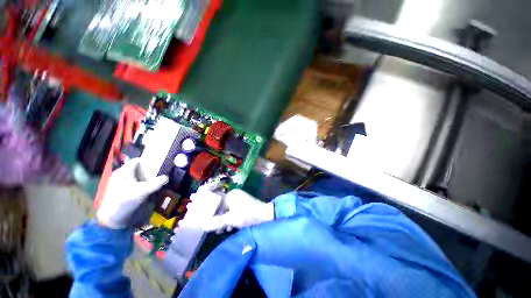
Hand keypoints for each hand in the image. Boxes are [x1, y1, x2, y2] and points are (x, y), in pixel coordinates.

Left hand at [97, 158, 167, 228]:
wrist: (112, 220)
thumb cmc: (125, 201)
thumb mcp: (143, 191)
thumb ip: (156, 183)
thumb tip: (167, 177)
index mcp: (123, 171)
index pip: (137, 160)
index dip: (149, 161)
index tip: (160, 164)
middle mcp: (121, 175)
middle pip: (138, 168)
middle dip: (150, 170)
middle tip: (161, 173)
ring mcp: (120, 183)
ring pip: (137, 177)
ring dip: (147, 178)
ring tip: (158, 181)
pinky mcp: (122, 191)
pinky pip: (135, 184)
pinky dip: (143, 184)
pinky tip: (149, 189)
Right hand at [200, 189, 274, 232]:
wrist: (266, 216)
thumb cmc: (248, 215)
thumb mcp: (232, 219)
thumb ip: (217, 222)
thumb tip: (203, 226)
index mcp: (231, 195)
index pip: (215, 201)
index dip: (208, 210)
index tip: (202, 218)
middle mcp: (234, 195)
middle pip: (220, 207)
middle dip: (217, 218)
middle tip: (213, 229)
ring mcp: (239, 200)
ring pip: (226, 211)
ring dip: (223, 221)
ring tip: (221, 231)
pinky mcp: (243, 206)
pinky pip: (232, 212)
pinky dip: (230, 219)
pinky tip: (229, 228)